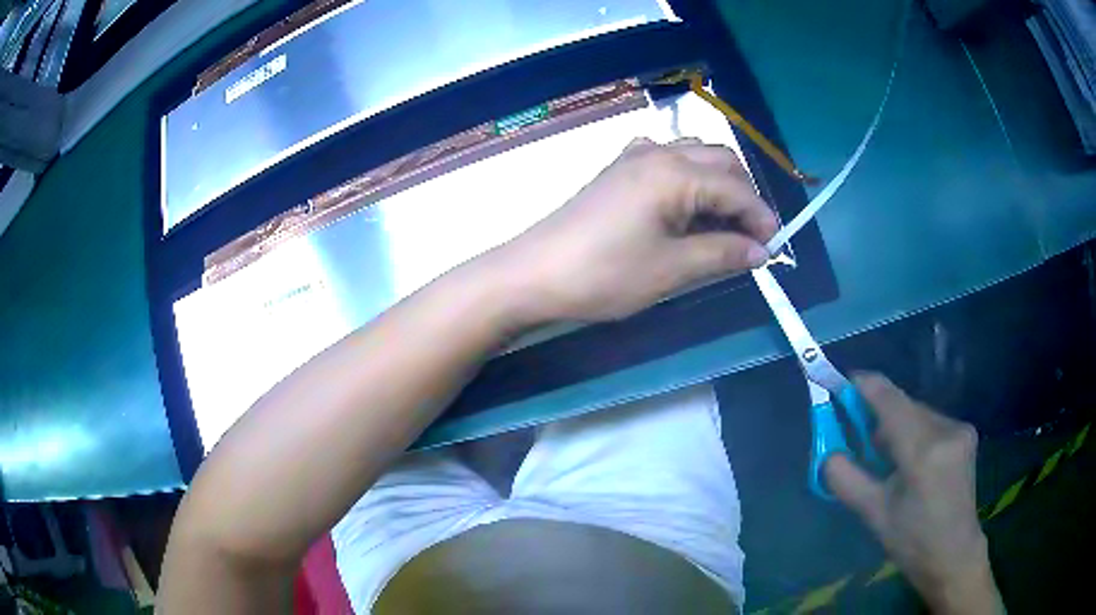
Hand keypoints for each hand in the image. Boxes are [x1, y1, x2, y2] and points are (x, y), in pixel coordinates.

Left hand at [490, 137, 776, 323]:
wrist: (534, 273)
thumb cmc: (605, 273)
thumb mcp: (671, 270)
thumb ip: (722, 254)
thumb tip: (761, 251)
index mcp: (676, 173)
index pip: (737, 188)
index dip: (760, 218)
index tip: (773, 249)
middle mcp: (659, 152)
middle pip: (721, 161)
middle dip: (743, 195)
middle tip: (749, 237)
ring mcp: (634, 156)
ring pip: (695, 155)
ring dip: (718, 184)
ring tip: (721, 224)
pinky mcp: (617, 169)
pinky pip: (665, 158)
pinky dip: (687, 176)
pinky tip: (682, 201)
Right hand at [825, 374, 1003, 614]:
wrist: (954, 554)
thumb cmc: (912, 541)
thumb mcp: (873, 514)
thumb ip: (846, 479)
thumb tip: (829, 453)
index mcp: (923, 451)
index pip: (890, 400)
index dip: (864, 385)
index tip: (839, 383)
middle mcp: (946, 429)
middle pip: (903, 405)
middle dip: (878, 416)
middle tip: (860, 443)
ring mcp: (961, 428)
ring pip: (917, 413)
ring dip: (897, 427)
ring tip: (887, 461)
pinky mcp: (967, 433)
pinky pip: (931, 421)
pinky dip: (914, 432)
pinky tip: (911, 461)